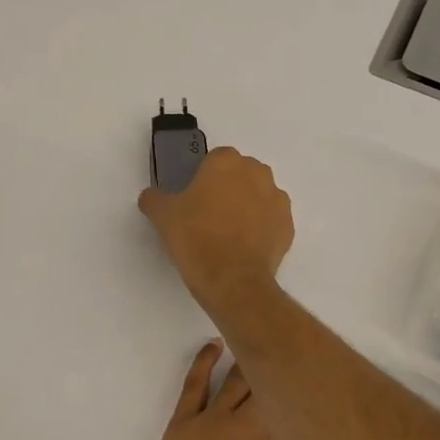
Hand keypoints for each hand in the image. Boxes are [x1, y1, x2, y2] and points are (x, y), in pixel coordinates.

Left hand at [129, 341, 304, 439]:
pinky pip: (195, 383)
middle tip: (296, 349)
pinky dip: (205, 360)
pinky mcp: (182, 422)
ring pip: (236, 380)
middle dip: (283, 369)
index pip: (297, 412)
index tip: (320, 376)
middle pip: (268, 387)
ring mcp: (211, 420)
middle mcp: (246, 427)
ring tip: (263, 341)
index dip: (308, 395)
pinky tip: (215, 345)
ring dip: (250, 359)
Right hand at [137, 148, 293, 314]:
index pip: (214, 159)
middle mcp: (257, 173)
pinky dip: (260, 229)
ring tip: (227, 233)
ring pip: (258, 196)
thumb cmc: (195, 238)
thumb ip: (155, 199)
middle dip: (227, 188)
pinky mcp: (288, 226)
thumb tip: (151, 197)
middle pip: (240, 174)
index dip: (202, 177)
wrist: (232, 280)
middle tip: (208, 214)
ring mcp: (277, 200)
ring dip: (246, 207)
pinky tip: (243, 247)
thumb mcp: (162, 216)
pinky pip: (270, 221)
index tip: (193, 197)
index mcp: (227, 162)